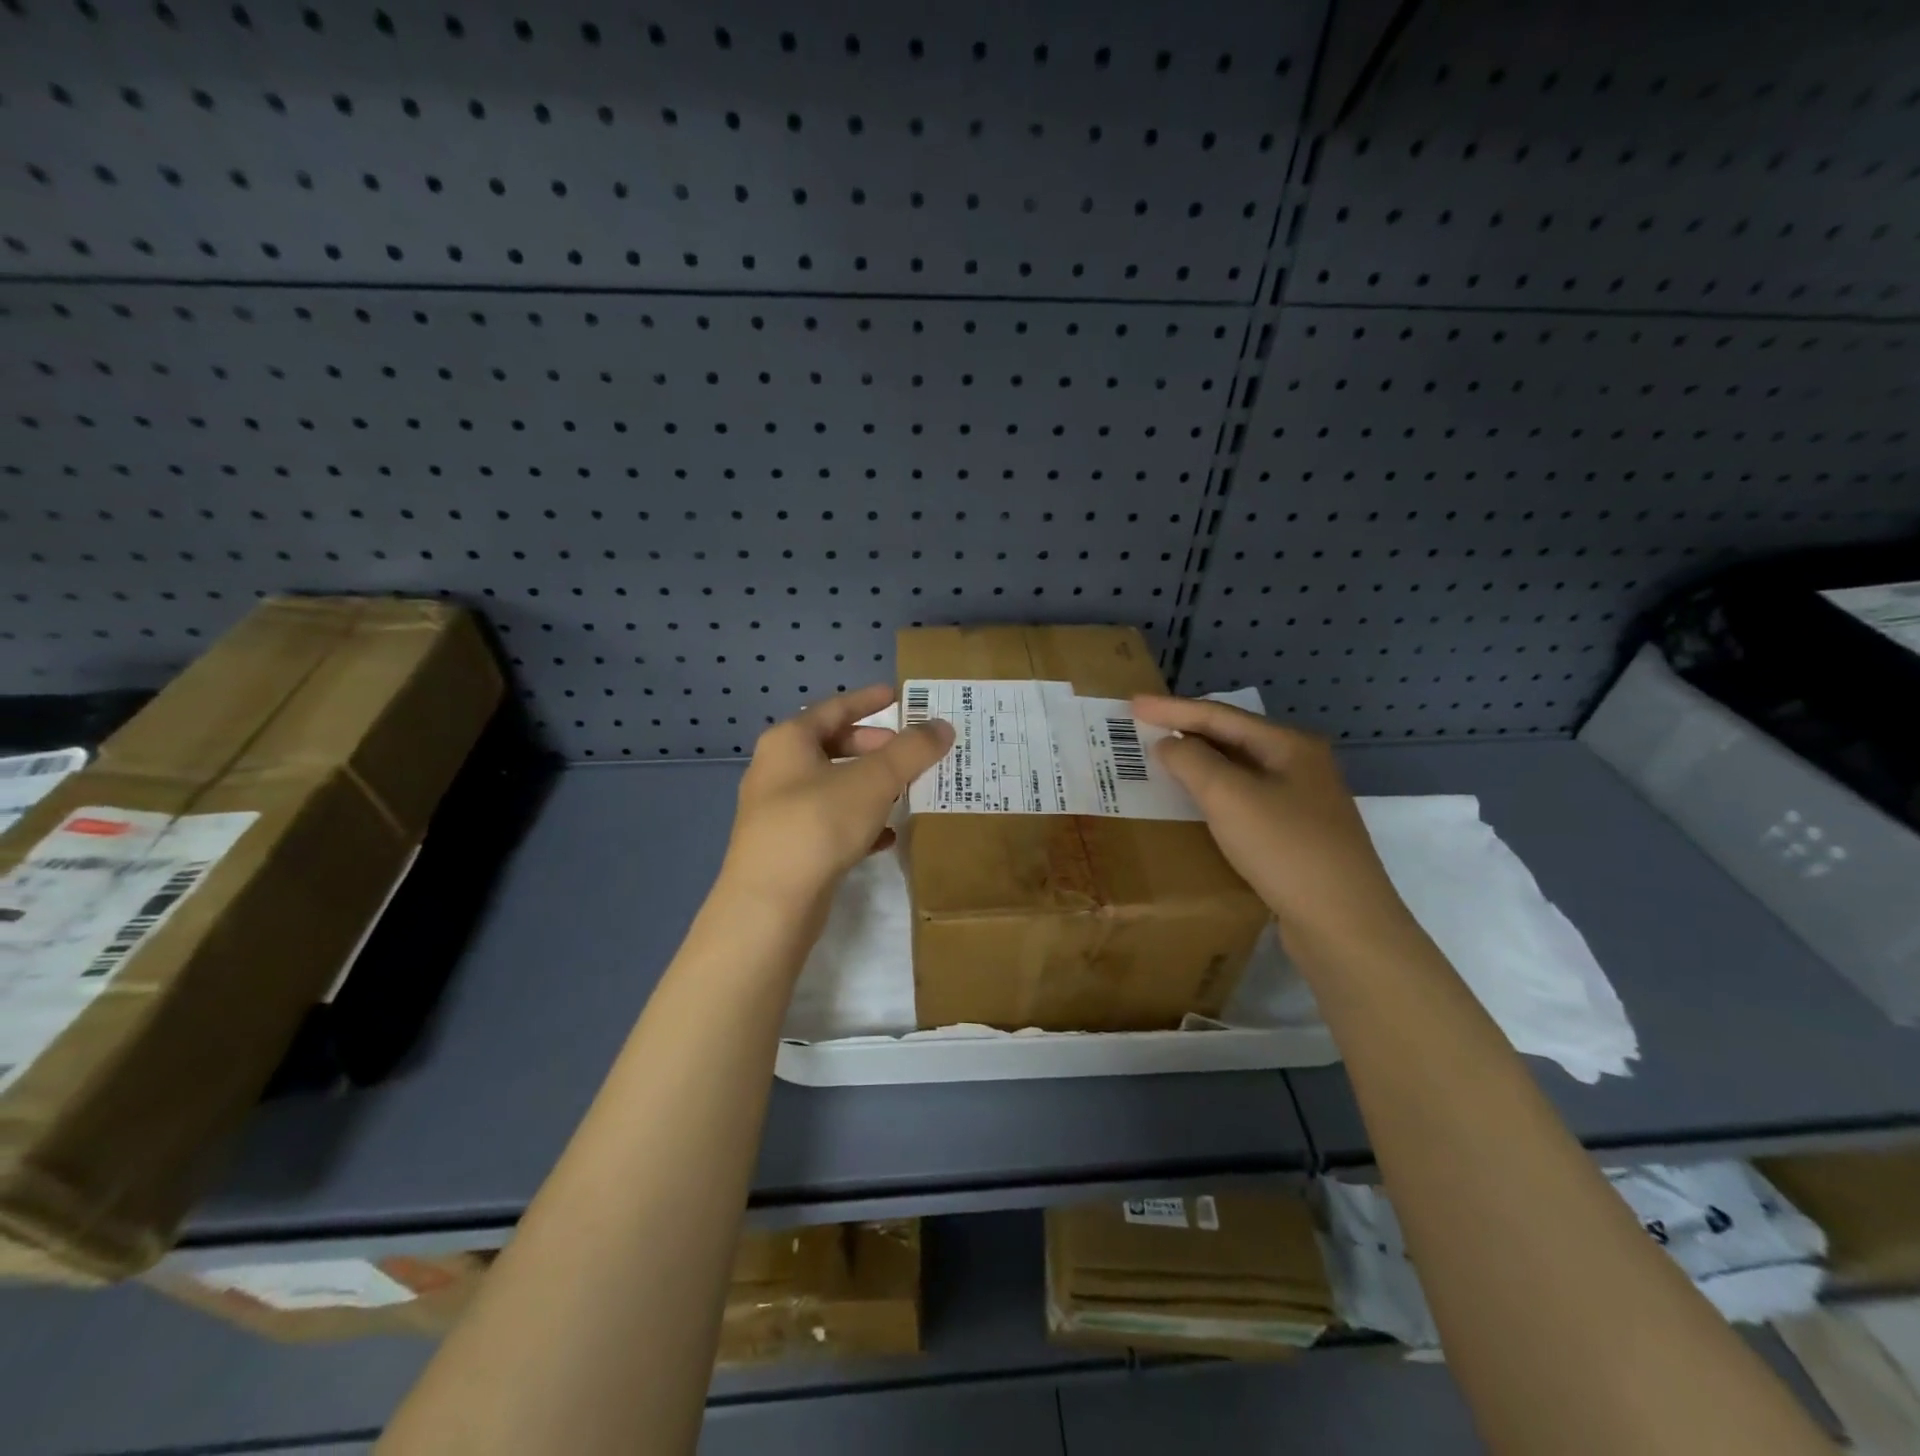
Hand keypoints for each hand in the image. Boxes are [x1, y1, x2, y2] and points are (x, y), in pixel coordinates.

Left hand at [720, 685, 954, 914]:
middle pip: (831, 747)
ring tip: (903, 791)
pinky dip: (858, 822)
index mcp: (788, 741)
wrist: (770, 903)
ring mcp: (778, 812)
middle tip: (906, 752)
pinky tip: (886, 837)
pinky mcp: (787, 848)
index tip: (896, 695)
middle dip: (872, 747)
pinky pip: (828, 823)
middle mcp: (776, 771)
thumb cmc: (818, 823)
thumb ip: (911, 750)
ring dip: (868, 786)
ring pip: (832, 787)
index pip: (834, 708)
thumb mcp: (873, 780)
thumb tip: (941, 726)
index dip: (867, 700)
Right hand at [1132, 695, 1417, 953]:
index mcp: (1289, 745)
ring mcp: (1302, 801)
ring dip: (1198, 762)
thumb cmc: (1285, 848)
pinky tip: (1195, 803)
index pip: (1219, 715)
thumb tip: (1168, 744)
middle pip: (1232, 738)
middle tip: (1143, 728)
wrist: (1344, 923)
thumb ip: (1192, 761)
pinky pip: (1244, 800)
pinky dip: (1214, 793)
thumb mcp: (1230, 797)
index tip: (1132, 704)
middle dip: (1186, 731)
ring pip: (1238, 770)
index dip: (1172, 708)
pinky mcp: (1296, 834)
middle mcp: (1299, 765)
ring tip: (1161, 760)